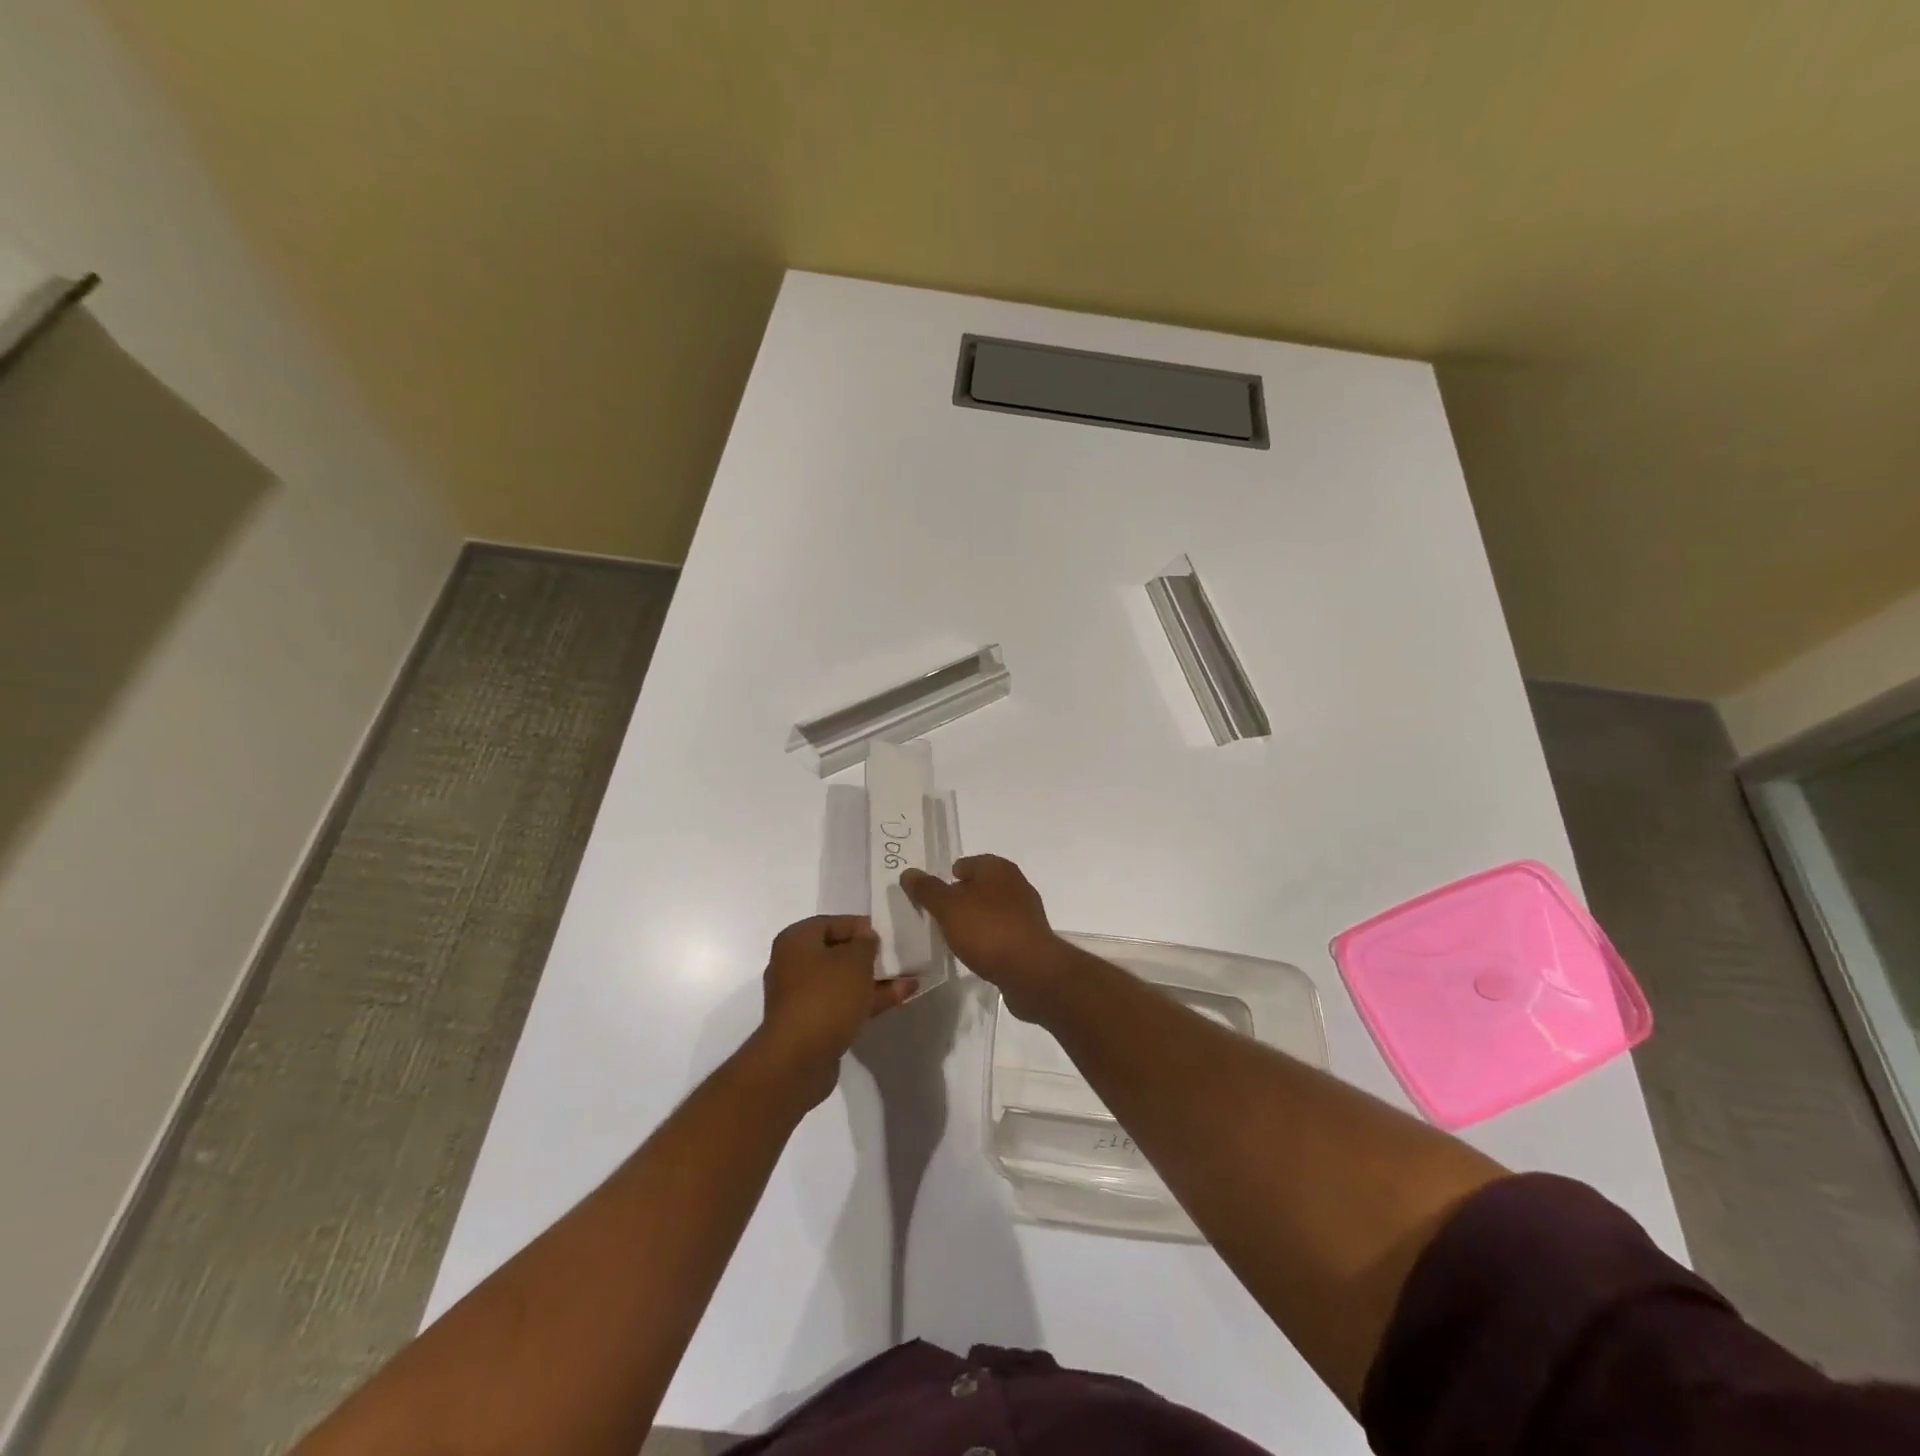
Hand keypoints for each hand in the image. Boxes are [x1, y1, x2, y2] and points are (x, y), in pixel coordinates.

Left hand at [755, 915, 914, 1104]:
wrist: (798, 1060)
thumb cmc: (826, 997)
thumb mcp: (855, 961)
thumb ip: (866, 943)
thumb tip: (866, 937)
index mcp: (797, 940)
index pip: (833, 923)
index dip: (862, 927)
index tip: (887, 936)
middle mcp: (793, 964)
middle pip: (838, 953)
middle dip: (870, 956)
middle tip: (898, 957)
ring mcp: (802, 997)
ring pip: (843, 981)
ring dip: (874, 980)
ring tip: (909, 979)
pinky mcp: (812, 1024)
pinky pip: (843, 1004)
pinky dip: (867, 1000)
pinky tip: (900, 998)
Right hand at [900, 855, 1065, 1020]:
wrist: (1032, 972)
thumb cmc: (988, 930)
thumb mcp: (948, 908)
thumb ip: (927, 890)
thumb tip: (909, 873)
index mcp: (998, 868)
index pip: (966, 863)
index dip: (946, 878)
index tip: (930, 898)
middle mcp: (1015, 884)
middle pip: (979, 886)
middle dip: (959, 900)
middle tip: (937, 917)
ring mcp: (1025, 912)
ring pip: (990, 910)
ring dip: (973, 920)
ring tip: (953, 937)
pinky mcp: (1030, 938)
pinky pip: (1001, 932)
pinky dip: (987, 938)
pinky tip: (975, 952)